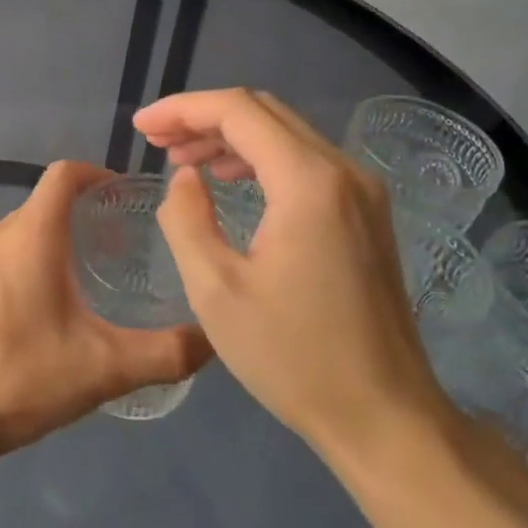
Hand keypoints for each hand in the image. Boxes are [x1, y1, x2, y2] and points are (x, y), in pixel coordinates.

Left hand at [0, 161, 211, 465]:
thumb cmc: (21, 375)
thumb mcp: (103, 368)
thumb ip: (164, 353)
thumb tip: (213, 339)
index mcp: (31, 234)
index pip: (64, 174)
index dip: (98, 174)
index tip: (127, 195)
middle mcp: (0, 233)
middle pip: (47, 202)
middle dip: (85, 213)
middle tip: (124, 244)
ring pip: (26, 229)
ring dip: (59, 238)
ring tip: (95, 274)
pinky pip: (7, 253)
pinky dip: (35, 259)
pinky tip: (53, 305)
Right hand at [136, 89, 454, 467]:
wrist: (386, 419)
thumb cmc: (294, 358)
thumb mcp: (215, 291)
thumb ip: (186, 219)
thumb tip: (185, 177)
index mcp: (308, 182)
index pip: (238, 111)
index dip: (182, 109)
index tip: (141, 128)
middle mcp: (343, 171)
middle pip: (263, 112)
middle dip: (203, 118)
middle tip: (155, 141)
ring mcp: (362, 191)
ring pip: (285, 133)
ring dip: (229, 136)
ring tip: (182, 159)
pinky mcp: (366, 213)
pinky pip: (304, 161)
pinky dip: (259, 158)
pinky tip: (229, 180)